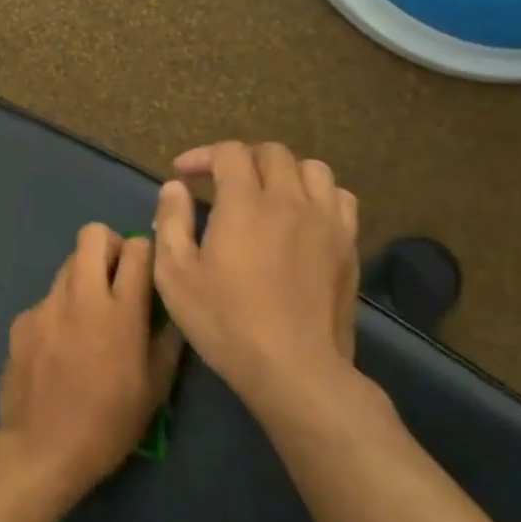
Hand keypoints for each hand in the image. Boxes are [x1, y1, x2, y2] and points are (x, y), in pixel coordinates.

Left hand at [0, 224, 184, 496]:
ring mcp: (45, 305)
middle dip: (109, 246)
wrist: (42, 447)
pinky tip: (61, 347)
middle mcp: (80, 296)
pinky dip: (60, 310)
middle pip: (92, 234)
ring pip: (67, 264)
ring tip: (90, 317)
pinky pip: (47, 299)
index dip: (146, 252)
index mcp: (120, 312)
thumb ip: (167, 338)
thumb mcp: (155, 388)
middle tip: (117, 279)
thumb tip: (171, 308)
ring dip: (84, 277)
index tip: (147, 272)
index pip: (137, 248)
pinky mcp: (22, 319)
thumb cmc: (109, 423)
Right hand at [151, 142, 360, 421]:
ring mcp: (326, 222)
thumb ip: (172, 222)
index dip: (202, 155)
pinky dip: (317, 194)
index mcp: (244, 204)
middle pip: (272, 153)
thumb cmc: (225, 321)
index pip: (229, 153)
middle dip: (240, 159)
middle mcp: (289, 201)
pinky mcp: (348, 246)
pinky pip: (340, 198)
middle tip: (219, 182)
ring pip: (312, 169)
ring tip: (264, 193)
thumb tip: (175, 188)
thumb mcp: (175, 274)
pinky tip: (301, 215)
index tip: (182, 175)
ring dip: (283, 171)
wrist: (294, 368)